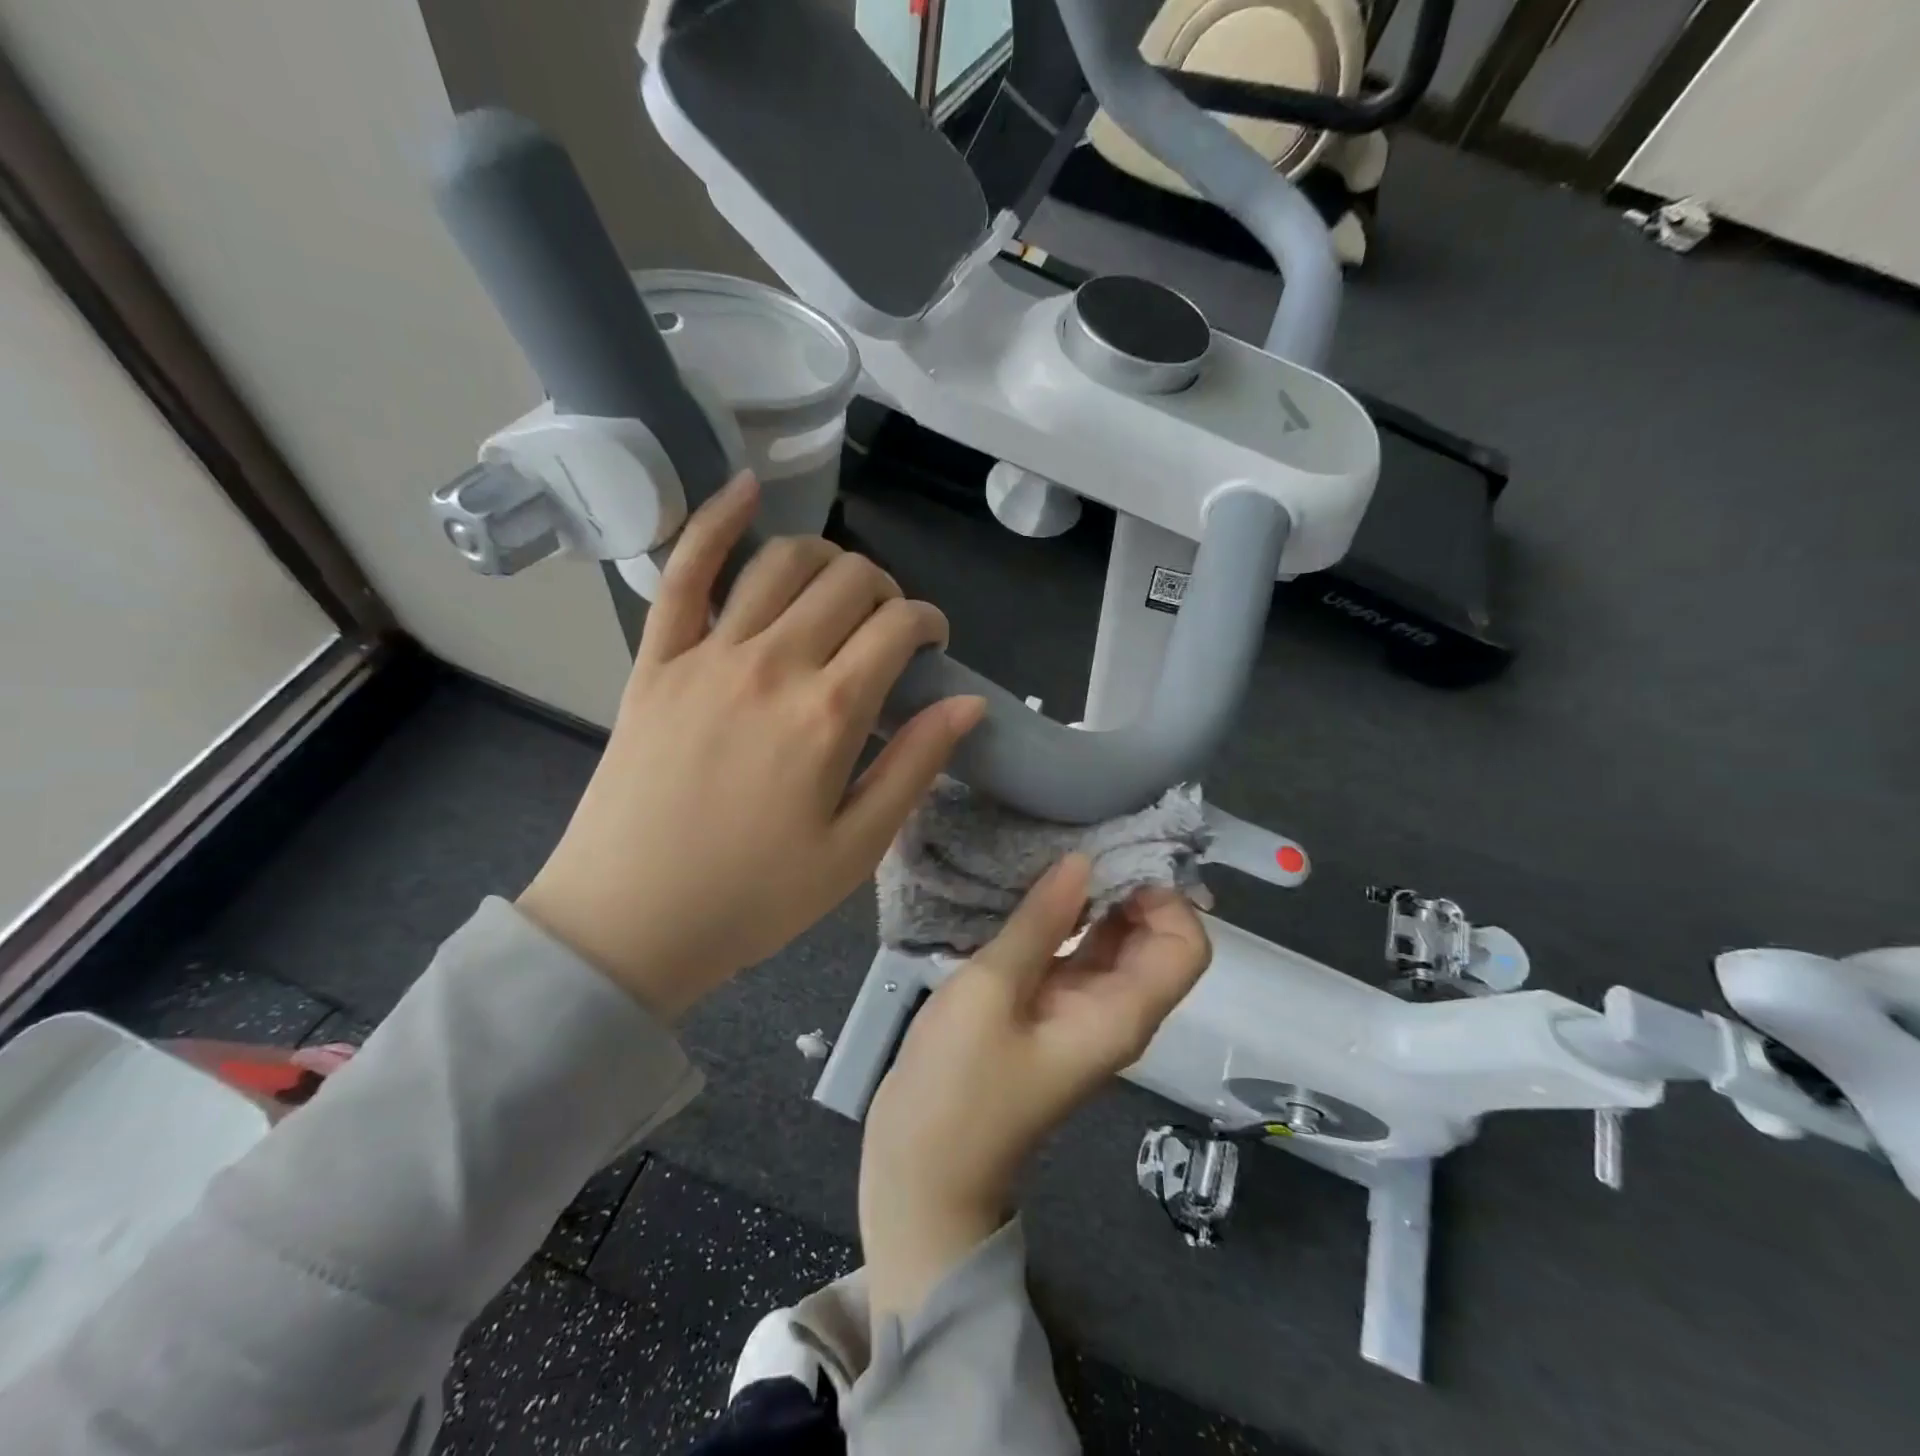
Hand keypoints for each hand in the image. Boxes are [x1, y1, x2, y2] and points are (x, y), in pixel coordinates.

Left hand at [518, 474, 984, 1019]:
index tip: (933, 645)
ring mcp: (707, 654)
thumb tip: (970, 703)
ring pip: (781, 562)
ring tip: (838, 586)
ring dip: (826, 557)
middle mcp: (773, 663)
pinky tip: (746, 487)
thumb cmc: (755, 897)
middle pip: (848, 582)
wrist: (629, 922)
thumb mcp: (856, 849)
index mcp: (828, 714)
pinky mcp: (656, 659)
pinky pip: (683, 570)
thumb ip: (915, 766)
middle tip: (888, 628)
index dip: (928, 623)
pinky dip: (715, 520)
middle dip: (885, 591)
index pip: (898, 627)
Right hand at [859, 854, 1210, 1315]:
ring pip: (1110, 945)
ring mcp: (1078, 1014)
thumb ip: (1040, 923)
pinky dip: (1063, 922)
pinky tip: (1027, 891)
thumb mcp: (991, 992)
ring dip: (1093, 900)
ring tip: (1051, 853)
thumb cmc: (957, 1087)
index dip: (1164, 896)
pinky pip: (1073, 957)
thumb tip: (1082, 861)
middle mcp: (1113, 1011)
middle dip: (1128, 886)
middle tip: (1077, 837)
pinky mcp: (1046, 1014)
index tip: (1113, 854)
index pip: (1185, 945)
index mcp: (1120, 1013)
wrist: (922, 1175)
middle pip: (1152, 939)